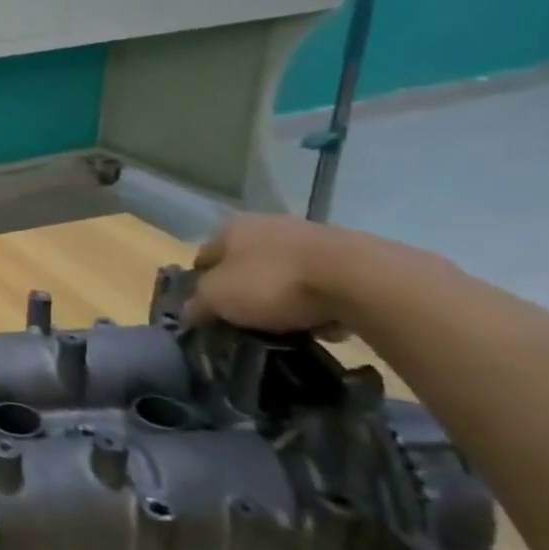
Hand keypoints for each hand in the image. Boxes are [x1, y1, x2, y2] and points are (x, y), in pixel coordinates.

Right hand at [183, 214, 353, 333]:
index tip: (205, 312)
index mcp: (231, 228)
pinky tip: (321, 322)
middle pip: (244, 262)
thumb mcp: (219, 298)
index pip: (203, 257)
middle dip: (242, 288)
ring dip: (280, 294)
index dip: (199, 284)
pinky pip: (320, 283)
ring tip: (285, 325)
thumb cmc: (273, 283)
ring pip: (282, 271)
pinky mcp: (349, 255)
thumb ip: (198, 304)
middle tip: (244, 319)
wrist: (360, 280)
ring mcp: (310, 237)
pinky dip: (317, 300)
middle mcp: (267, 224)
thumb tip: (187, 313)